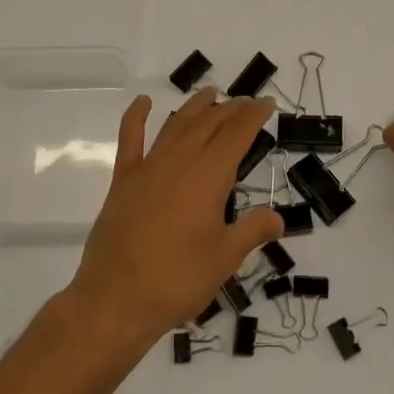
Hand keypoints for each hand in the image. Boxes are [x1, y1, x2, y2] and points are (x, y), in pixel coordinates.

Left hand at [66, 88, 284, 349]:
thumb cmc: (178, 280)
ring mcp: (148, 168)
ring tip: (210, 94)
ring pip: (176, 124)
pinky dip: (137, 117)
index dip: (254, 115)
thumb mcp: (225, 259)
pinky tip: (143, 103)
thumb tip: (278, 218)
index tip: (267, 104)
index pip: (237, 134)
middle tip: (246, 103)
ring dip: (195, 107)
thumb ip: (253, 231)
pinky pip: (130, 140)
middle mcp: (180, 161)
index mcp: (209, 176)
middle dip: (231, 109)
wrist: (115, 300)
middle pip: (209, 123)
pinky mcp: (123, 181)